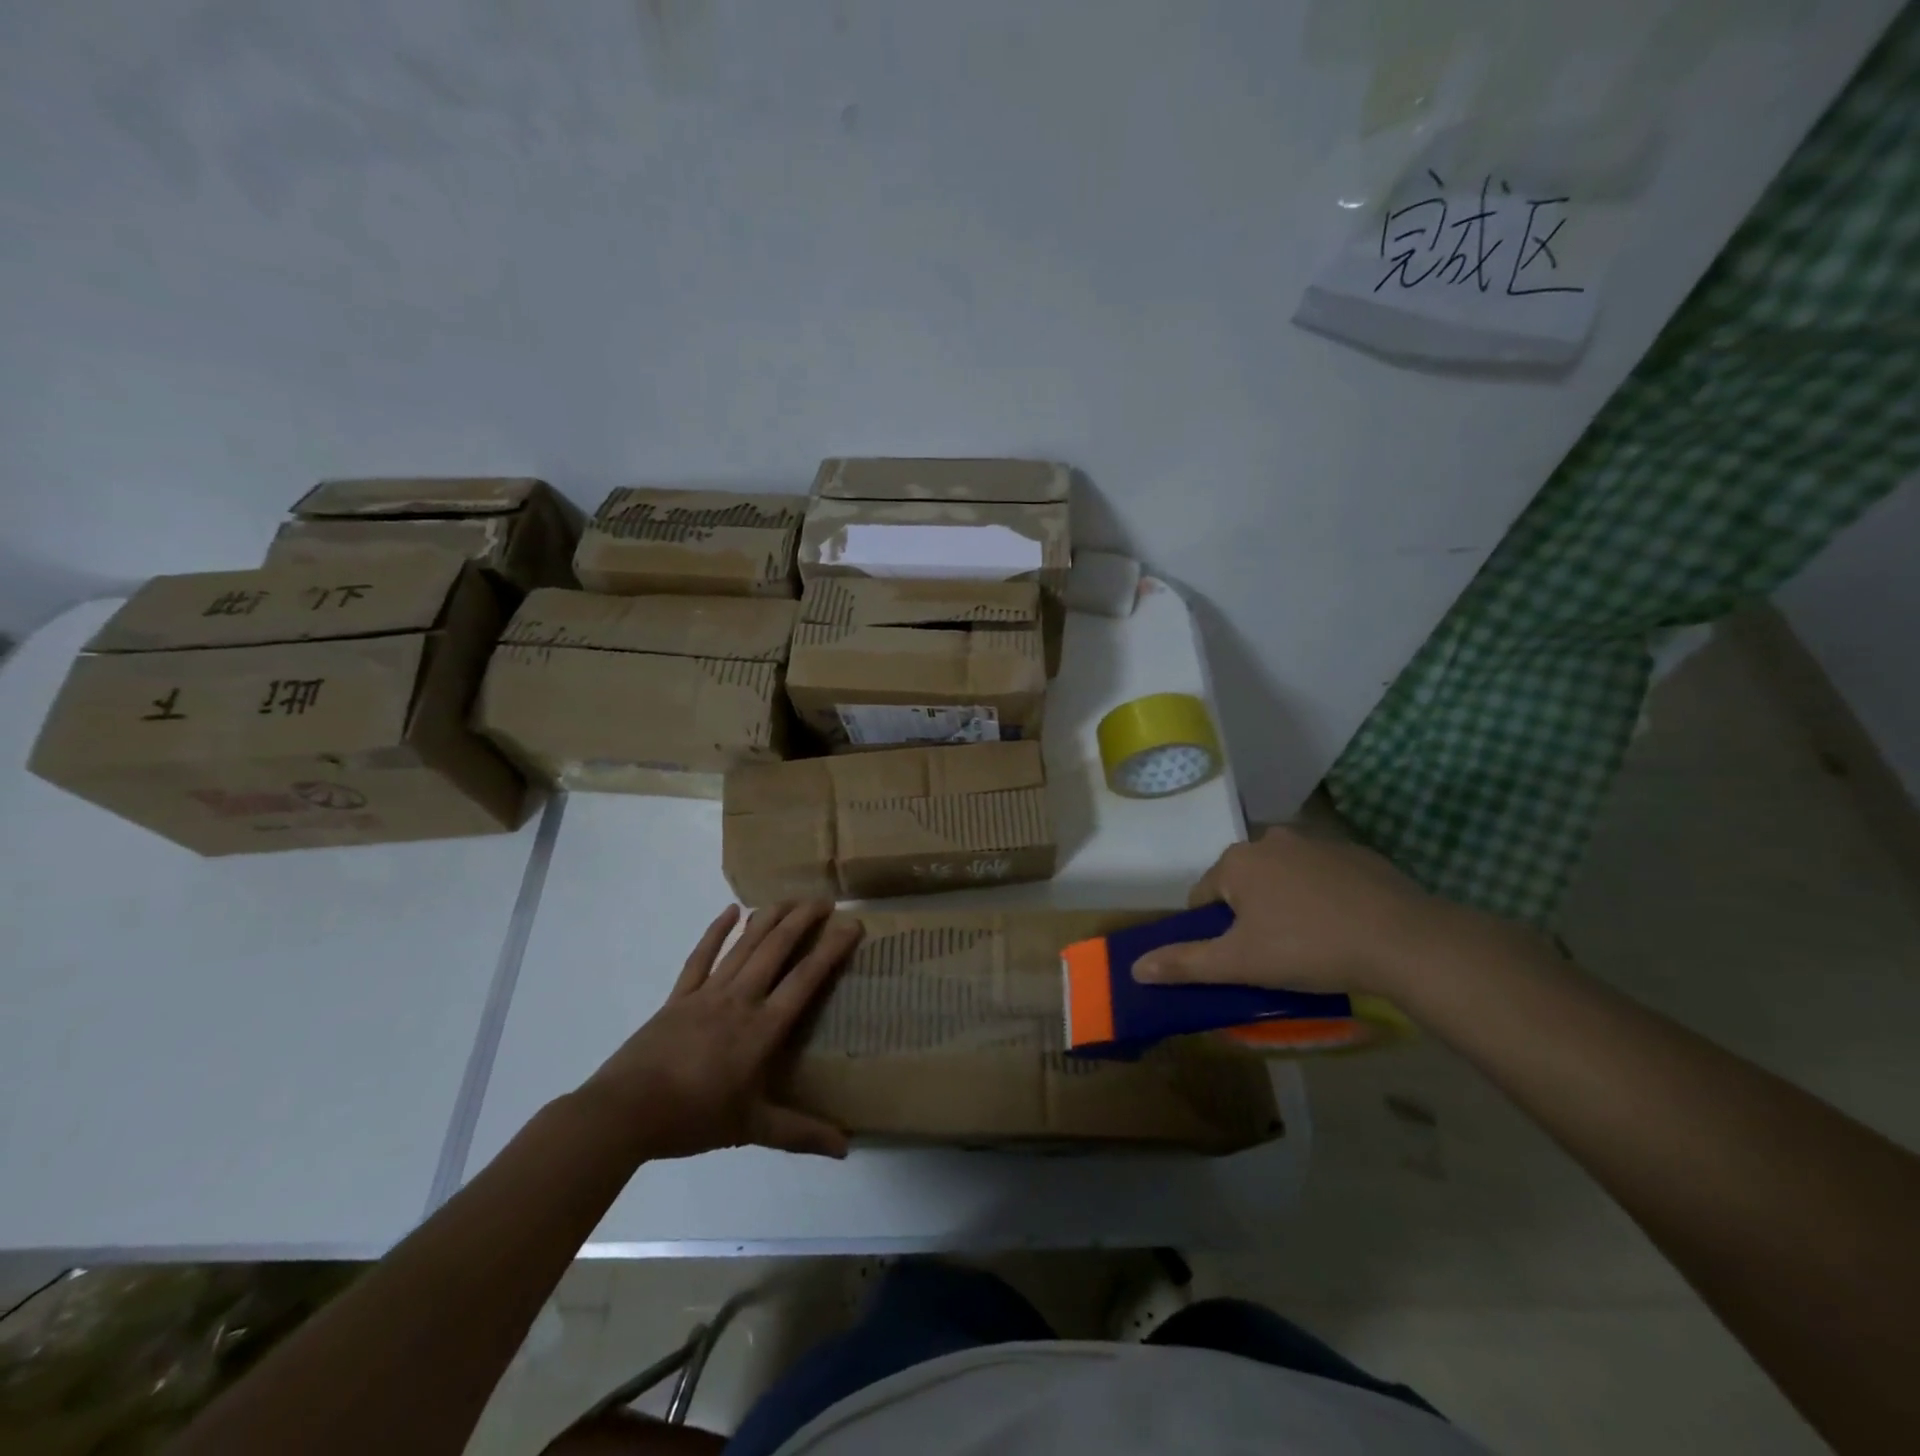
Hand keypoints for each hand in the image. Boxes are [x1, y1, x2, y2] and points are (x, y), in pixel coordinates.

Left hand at [579, 901, 861, 1160]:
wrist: (625, 1112)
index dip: (830, 950)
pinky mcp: (680, 996)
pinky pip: (701, 957)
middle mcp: (740, 1000)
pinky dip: (716, 931)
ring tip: (789, 898)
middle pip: (776, 950)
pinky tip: (730, 910)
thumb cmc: (693, 1118)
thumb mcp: (751, 1128)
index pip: (805, 980)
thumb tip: (845, 1147)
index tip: (851, 925)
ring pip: (744, 946)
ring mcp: (707, 994)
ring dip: (768, 918)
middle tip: (824, 901)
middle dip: (802, 921)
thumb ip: (800, 1133)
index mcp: (761, 1029)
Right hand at [1132, 827, 1453, 995]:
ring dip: (1285, 902)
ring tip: (1312, 942)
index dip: (1214, 932)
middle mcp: (1270, 839)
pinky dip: (1322, 895)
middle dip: (1250, 914)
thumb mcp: (1240, 964)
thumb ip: (1185, 963)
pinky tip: (1343, 925)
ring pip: (1282, 877)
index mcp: (1236, 862)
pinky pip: (1322, 875)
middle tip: (1275, 954)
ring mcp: (1315, 841)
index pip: (1203, 897)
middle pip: (1243, 883)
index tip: (1240, 959)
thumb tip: (1135, 968)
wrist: (1404, 940)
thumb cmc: (1308, 948)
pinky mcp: (1356, 852)